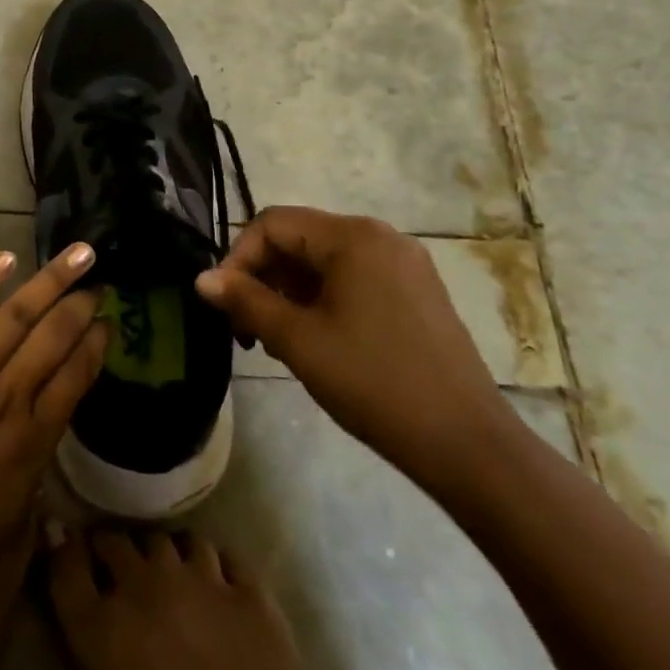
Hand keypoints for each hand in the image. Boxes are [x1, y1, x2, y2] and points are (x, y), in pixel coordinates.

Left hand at [0, 244, 107, 609]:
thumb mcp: (6, 531)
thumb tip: (38, 453)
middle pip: (55, 339)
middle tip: (100, 284)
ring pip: (18, 315)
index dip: (95, 348)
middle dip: (81, 307)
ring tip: (78, 255)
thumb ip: (29, 482)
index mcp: (32, 442)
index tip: (108, 324)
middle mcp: (7, 397)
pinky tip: (7, 257)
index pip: (76, 379)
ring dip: (51, 281)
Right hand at [47, 527, 328, 669]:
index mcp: (101, 621)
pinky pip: (228, 556)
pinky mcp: (252, 595)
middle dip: (118, 551)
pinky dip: (218, 566)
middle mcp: (146, 584)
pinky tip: (220, 586)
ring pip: (177, 540)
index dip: (67, 547)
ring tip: (177, 578)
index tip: (71, 544)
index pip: (68, 559)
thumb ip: (80, 613)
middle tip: (126, 574)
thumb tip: (58, 541)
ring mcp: (203, 582)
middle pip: (120, 541)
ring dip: (170, 555)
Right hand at [194, 207, 512, 488]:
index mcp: (353, 237)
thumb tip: (202, 279)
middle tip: (247, 329)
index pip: (272, 224)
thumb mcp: (297, 340)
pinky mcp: (416, 292)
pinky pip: (352, 279)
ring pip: (323, 262)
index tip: (224, 304)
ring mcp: (404, 264)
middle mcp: (380, 237)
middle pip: (298, 239)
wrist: (467, 445)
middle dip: (263, 278)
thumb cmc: (374, 383)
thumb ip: (245, 301)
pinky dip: (321, 300)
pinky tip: (314, 340)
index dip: (238, 257)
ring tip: (276, 341)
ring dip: (289, 292)